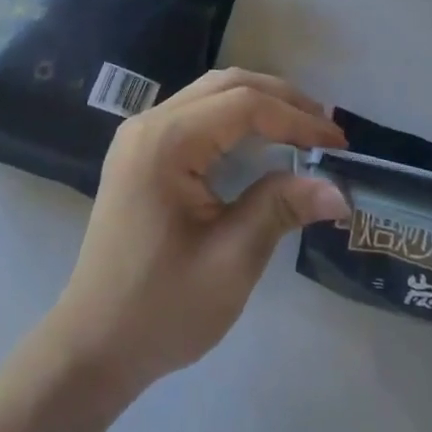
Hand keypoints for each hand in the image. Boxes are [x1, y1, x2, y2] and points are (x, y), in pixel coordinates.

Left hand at [44, 69, 347, 394]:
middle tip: (326, 129)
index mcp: (166, 142)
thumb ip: (280, 210)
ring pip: (210, 94)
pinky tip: (261, 141)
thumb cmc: (161, 308)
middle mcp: (149, 124)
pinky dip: (235, 119)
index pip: (244, 106)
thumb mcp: (230, 261)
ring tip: (303, 130)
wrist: (93, 345)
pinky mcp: (141, 153)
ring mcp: (140, 136)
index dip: (297, 119)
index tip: (339, 144)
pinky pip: (196, 115)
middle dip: (281, 100)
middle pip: (226, 86)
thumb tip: (338, 188)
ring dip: (259, 104)